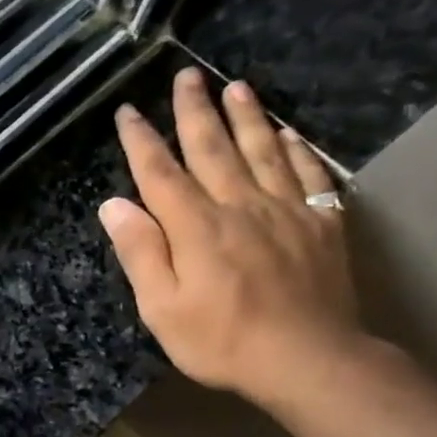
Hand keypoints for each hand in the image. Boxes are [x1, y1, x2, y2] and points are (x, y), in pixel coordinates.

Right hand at [98, 68, 367, 409]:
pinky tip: (289, 134)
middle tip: (186, 76)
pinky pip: (310, 174)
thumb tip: (115, 204)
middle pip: (213, 148)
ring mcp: (286, 211)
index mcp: (196, 226)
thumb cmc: (222, 341)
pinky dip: (297, 150)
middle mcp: (240, 205)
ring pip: (262, 151)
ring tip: (236, 86)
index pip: (160, 173)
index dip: (141, 141)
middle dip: (195, 111)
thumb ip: (140, 252)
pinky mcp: (322, 224)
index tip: (128, 112)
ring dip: (247, 116)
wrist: (309, 360)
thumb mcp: (161, 308)